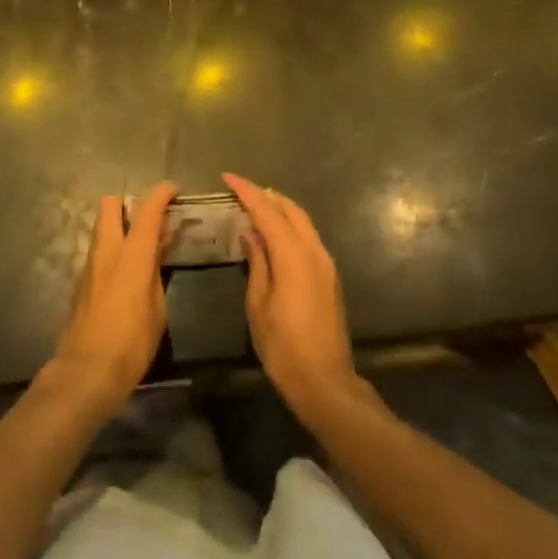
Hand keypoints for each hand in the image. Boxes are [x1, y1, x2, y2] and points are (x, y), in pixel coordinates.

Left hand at [48, 182, 176, 423]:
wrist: (86, 372)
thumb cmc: (131, 343)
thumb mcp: (157, 308)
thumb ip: (157, 270)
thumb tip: (159, 246)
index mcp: (131, 255)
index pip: (146, 210)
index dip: (161, 194)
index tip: (173, 188)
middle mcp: (107, 251)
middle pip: (110, 204)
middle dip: (129, 203)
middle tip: (150, 219)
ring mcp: (90, 264)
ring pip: (102, 227)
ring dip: (120, 226)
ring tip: (143, 246)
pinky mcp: (81, 281)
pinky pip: (99, 250)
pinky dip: (114, 248)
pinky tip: (128, 270)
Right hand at [226, 173, 362, 428]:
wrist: (325, 381)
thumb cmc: (283, 346)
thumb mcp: (258, 304)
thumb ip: (257, 262)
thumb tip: (250, 233)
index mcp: (294, 256)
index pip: (268, 211)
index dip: (247, 191)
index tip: (228, 177)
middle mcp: (314, 251)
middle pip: (290, 209)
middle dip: (265, 195)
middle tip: (240, 190)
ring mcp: (326, 263)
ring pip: (303, 221)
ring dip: (280, 209)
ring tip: (254, 206)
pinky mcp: (330, 276)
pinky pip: (308, 237)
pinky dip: (290, 226)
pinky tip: (273, 234)